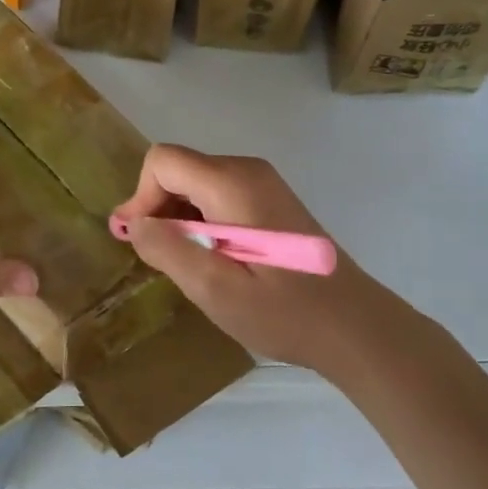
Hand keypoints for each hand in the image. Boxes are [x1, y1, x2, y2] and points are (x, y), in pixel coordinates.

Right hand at [113, 145, 424, 380]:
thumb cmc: (284, 312)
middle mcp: (247, 170)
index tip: (141, 241)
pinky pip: (217, 194)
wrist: (354, 326)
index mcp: (232, 185)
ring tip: (186, 264)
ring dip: (178, 218)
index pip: (162, 162)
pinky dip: (200, 220)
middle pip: (178, 169)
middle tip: (158, 259)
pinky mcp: (270, 199)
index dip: (141, 198)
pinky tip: (212, 259)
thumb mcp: (215, 289)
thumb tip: (133, 223)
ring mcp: (262, 183)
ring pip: (195, 182)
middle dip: (157, 209)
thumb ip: (168, 249)